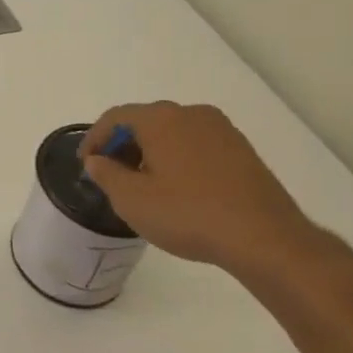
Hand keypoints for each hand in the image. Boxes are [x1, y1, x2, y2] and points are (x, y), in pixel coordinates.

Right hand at [79, 102, 318, 274]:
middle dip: (124, 145)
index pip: (115, 117)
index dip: (94, 139)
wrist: (266, 239)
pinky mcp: (242, 150)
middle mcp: (191, 113)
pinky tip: (180, 188)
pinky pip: (197, 145)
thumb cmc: (189, 214)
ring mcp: (221, 130)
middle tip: (113, 174)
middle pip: (145, 121)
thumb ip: (106, 175)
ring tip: (145, 184)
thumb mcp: (132, 200)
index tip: (86, 164)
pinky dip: (179, 158)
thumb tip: (97, 161)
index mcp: (161, 118)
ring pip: (173, 132)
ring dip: (152, 152)